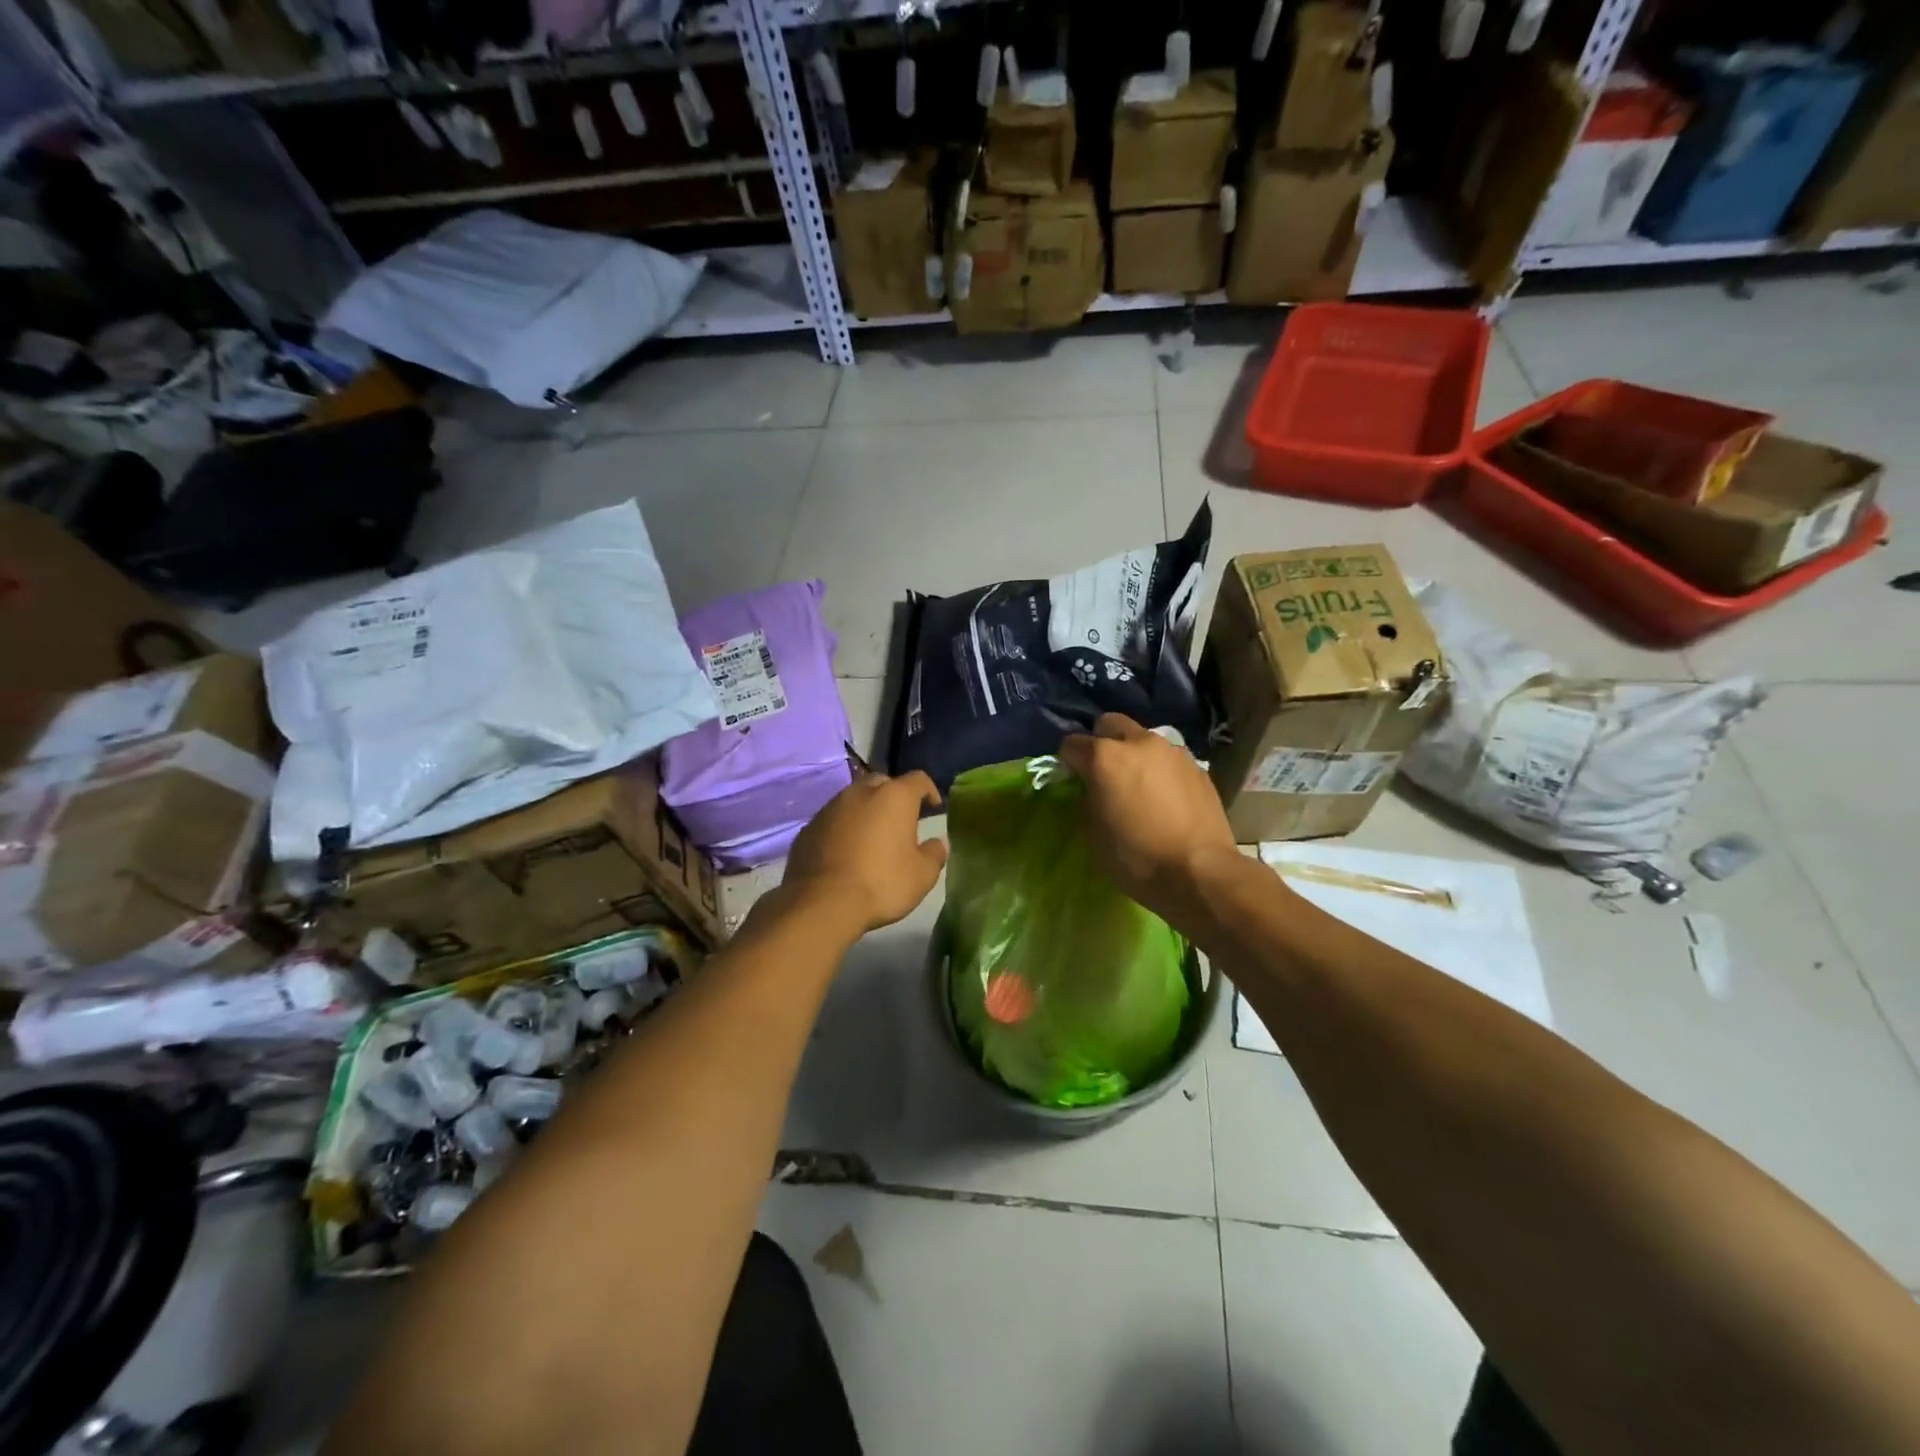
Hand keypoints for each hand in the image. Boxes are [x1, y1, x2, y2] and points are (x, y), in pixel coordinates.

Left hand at [785, 771, 947, 932]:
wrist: (822, 903)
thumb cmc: (881, 883)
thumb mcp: (922, 875)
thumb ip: (934, 854)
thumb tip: (937, 843)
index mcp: (894, 797)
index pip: (918, 779)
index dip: (929, 790)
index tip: (934, 807)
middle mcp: (861, 792)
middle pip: (883, 783)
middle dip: (894, 797)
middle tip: (901, 820)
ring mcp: (830, 807)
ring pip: (854, 799)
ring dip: (866, 811)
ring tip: (872, 836)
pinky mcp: (809, 827)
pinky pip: (833, 820)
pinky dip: (843, 828)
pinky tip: (846, 851)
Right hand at [1059, 714, 1238, 922]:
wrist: (1200, 872)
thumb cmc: (1136, 857)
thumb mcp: (1094, 833)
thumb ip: (1087, 800)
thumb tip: (1091, 790)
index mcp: (1105, 757)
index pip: (1072, 744)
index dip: (1068, 761)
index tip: (1071, 779)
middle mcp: (1139, 743)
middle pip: (1110, 724)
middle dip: (1101, 742)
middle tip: (1103, 772)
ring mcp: (1173, 751)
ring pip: (1143, 739)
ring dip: (1134, 755)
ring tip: (1138, 785)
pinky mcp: (1197, 766)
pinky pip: (1168, 759)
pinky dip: (1160, 770)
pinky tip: (1164, 797)